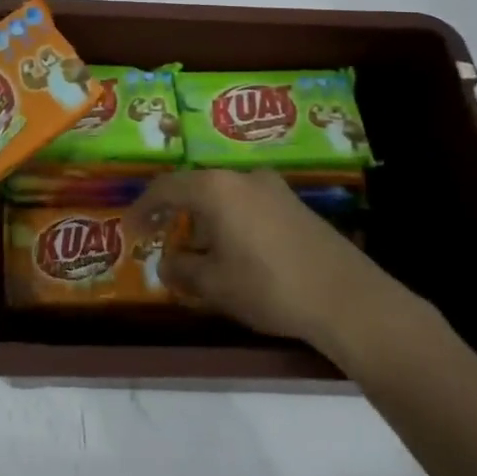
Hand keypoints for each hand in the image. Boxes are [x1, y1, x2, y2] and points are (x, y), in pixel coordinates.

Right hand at [130, 169, 428, 371]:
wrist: (347, 298)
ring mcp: (273, 188)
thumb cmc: (269, 287)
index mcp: (216, 189)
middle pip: (197, 189)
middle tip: (162, 239)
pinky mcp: (295, 205)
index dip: (142, 208)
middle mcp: (243, 177)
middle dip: (176, 215)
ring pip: (225, 197)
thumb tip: (166, 262)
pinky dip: (231, 222)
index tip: (129, 229)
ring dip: (205, 220)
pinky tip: (235, 252)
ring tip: (199, 252)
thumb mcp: (215, 284)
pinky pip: (248, 205)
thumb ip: (182, 269)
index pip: (166, 188)